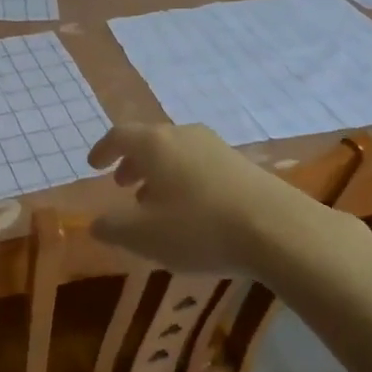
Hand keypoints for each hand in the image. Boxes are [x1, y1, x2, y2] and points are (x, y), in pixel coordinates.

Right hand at [87, 122, 332, 275]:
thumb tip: (95, 222)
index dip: (103, 150)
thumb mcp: (144, 235)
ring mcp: (215, 147)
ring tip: (156, 203)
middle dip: (132, 163)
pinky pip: (199, 165)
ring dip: (159, 174)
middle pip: (149, 141)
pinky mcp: (241, 164)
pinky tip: (191, 211)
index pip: (119, 136)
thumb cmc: (199, 227)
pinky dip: (184, 180)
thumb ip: (113, 227)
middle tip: (123, 185)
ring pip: (176, 153)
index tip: (93, 165)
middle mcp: (183, 135)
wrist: (277, 229)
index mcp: (154, 144)